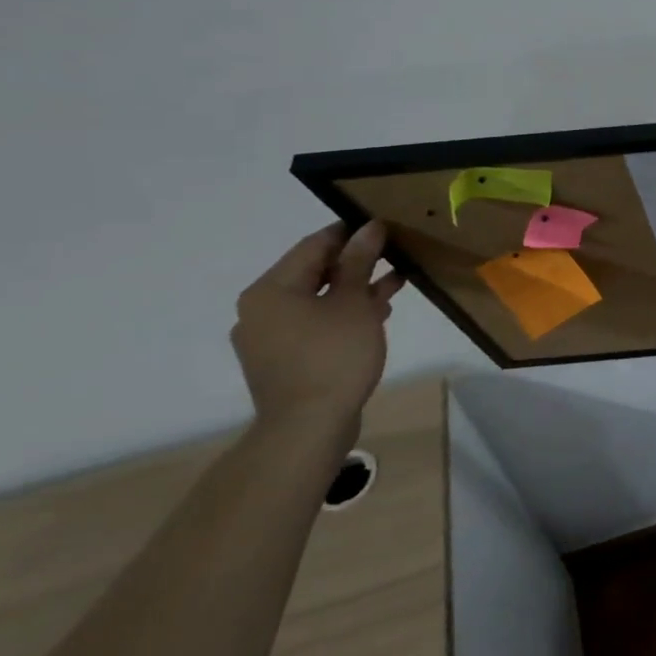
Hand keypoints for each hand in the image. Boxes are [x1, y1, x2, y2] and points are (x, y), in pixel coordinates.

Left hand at [231, 222, 405, 446]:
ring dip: (354, 290)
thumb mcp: (353, 302)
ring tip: (394, 283)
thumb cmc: (332, 356)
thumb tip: (369, 227)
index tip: (384, 226)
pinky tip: (375, 314)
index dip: (350, 232)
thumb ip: (359, 262)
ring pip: (317, 300)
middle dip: (356, 263)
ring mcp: (268, 338)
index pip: (314, 245)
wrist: (308, 428)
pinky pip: (314, 324)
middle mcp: (260, 310)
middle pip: (313, 272)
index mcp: (270, 290)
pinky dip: (342, 315)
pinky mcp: (283, 361)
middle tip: (394, 253)